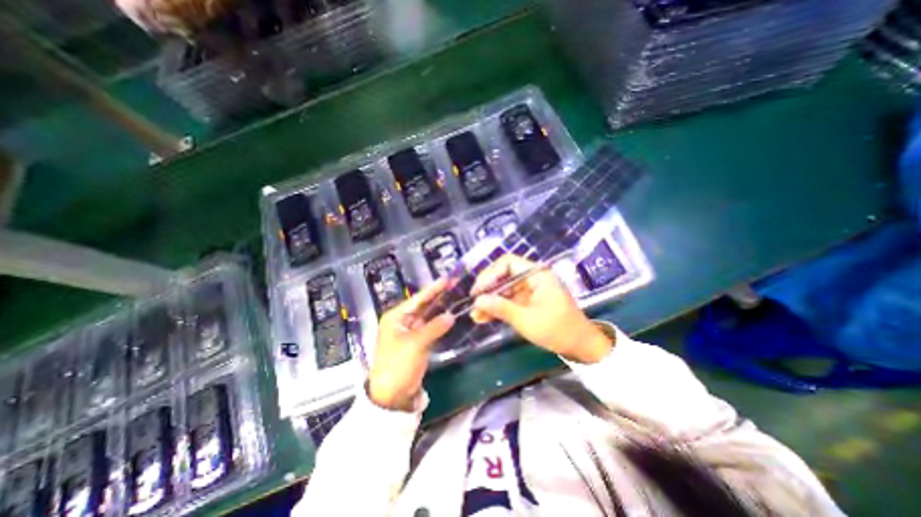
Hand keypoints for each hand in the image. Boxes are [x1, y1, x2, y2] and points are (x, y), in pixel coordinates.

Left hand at [367, 278, 452, 411]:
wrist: (391, 396)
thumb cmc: (398, 365)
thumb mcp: (416, 344)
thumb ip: (434, 327)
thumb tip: (451, 315)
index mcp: (396, 317)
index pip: (418, 299)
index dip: (433, 289)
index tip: (447, 279)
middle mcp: (402, 321)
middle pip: (423, 305)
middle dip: (438, 296)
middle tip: (455, 285)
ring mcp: (410, 332)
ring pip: (428, 316)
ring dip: (440, 308)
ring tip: (456, 297)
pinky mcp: (417, 342)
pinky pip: (430, 328)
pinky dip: (439, 322)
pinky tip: (450, 316)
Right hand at [471, 255, 613, 363]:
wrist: (580, 346)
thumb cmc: (557, 329)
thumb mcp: (527, 320)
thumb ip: (501, 308)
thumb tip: (477, 300)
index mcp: (536, 274)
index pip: (508, 263)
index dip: (490, 274)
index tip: (478, 291)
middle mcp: (532, 278)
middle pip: (504, 275)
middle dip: (488, 289)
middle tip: (474, 303)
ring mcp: (530, 290)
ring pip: (504, 289)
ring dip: (490, 301)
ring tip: (476, 314)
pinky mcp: (528, 301)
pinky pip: (509, 300)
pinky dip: (498, 307)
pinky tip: (485, 317)